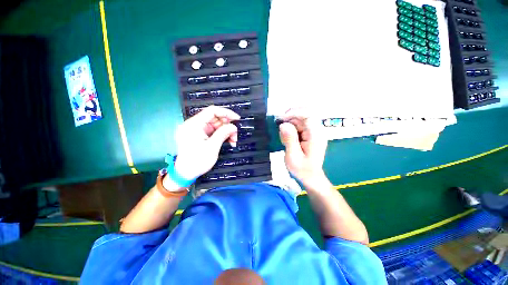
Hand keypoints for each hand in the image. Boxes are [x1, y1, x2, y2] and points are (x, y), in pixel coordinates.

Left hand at [172, 106, 239, 181]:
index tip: (237, 119)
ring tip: (233, 141)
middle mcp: (194, 124)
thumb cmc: (197, 161)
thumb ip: (223, 133)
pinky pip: (214, 131)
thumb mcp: (212, 147)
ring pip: (216, 125)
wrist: (185, 174)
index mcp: (194, 124)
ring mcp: (197, 130)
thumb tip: (233, 126)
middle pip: (215, 118)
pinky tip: (229, 141)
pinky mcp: (200, 135)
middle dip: (227, 125)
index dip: (226, 112)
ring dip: (226, 131)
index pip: (212, 111)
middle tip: (235, 134)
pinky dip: (222, 135)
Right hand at [278, 109, 327, 186]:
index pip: (308, 115)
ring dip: (289, 125)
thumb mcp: (293, 156)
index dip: (294, 113)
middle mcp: (316, 131)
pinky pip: (298, 126)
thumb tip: (283, 124)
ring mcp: (313, 132)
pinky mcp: (309, 134)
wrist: (310, 177)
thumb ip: (289, 139)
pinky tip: (287, 140)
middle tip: (279, 127)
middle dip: (289, 118)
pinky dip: (290, 130)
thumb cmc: (302, 169)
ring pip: (299, 119)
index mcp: (316, 135)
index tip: (281, 119)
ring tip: (284, 139)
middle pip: (303, 115)